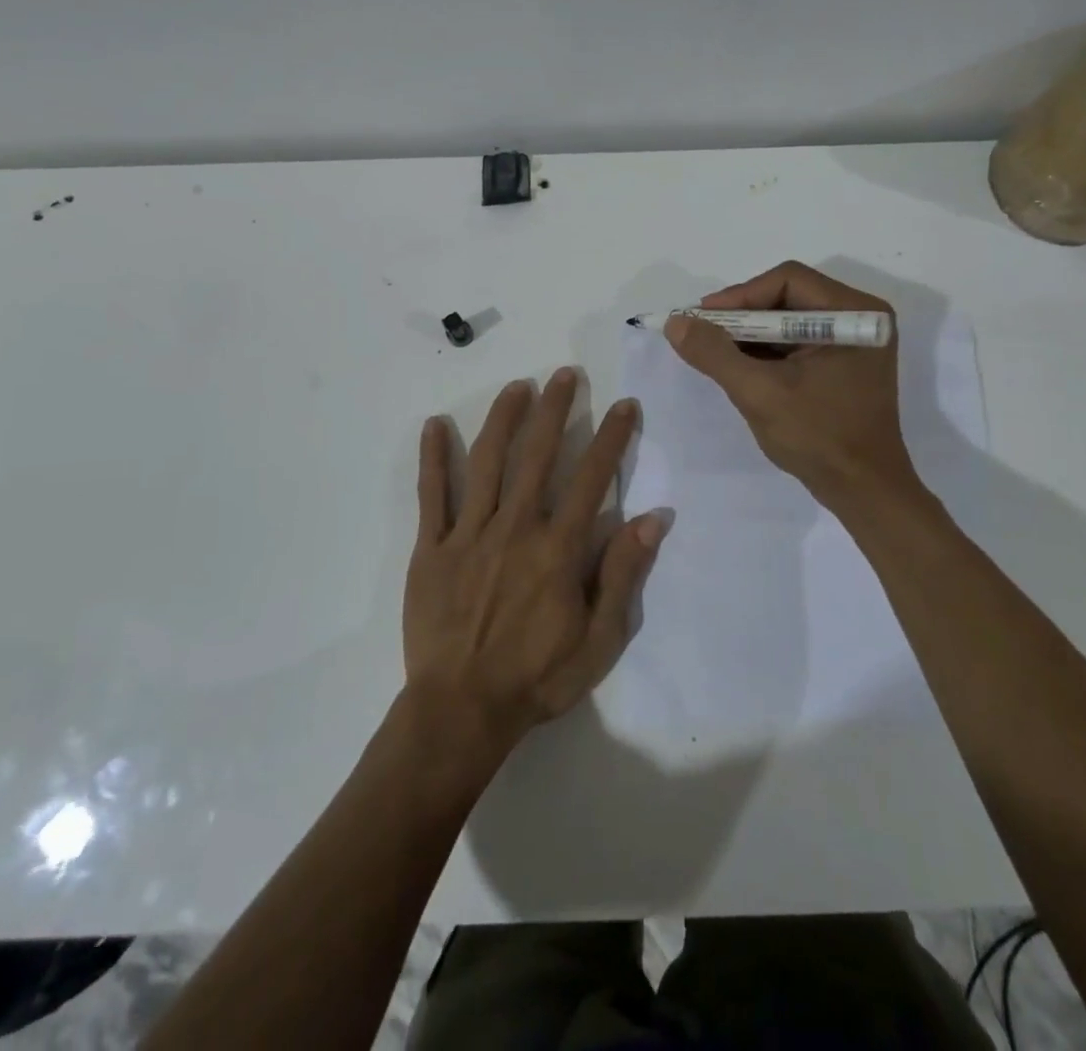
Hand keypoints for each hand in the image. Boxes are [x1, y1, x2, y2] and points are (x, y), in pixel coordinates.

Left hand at [404, 369, 663, 756]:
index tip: (625, 405)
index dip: (612, 437)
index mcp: (557, 548)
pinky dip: (434, 457)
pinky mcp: (430, 548)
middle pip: (537, 455)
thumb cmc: (537, 678)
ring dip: (504, 419)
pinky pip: (431, 495)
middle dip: (555, 409)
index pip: (592, 478)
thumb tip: (655, 518)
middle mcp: (514, 528)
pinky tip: (435, 424)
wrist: (461, 712)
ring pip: (487, 462)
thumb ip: (623, 574)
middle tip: (565, 374)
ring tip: (518, 386)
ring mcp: (468, 534)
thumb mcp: (599, 639)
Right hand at [666, 261, 917, 505]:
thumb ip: (714, 354)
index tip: (702, 320)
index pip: (788, 280)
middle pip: (787, 297)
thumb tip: (675, 323)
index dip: (740, 296)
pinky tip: (739, 368)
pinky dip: (766, 352)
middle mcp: (860, 317)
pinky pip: (797, 343)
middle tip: (703, 335)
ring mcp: (854, 342)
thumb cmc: (818, 437)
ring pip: (789, 321)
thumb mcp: (759, 393)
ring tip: (714, 353)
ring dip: (751, 336)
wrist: (863, 491)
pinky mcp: (844, 364)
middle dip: (742, 317)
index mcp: (854, 313)